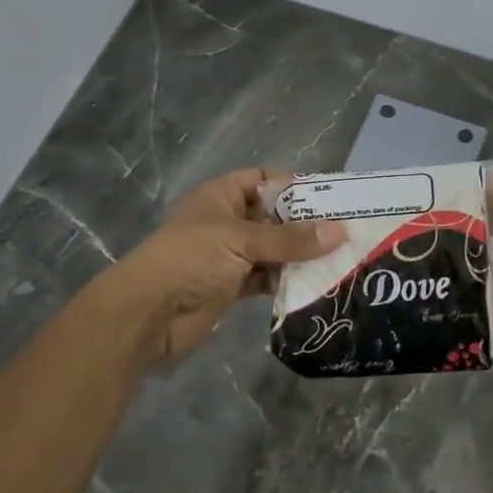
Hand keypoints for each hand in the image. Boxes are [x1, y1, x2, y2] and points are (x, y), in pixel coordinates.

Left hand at [90, 166, 345, 371]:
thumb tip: (340, 232)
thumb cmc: (192, 259)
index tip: (326, 198)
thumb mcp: (242, 240)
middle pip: (271, 216)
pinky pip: (265, 278)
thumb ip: (290, 239)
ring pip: (271, 250)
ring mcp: (228, 255)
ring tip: (339, 259)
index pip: (260, 178)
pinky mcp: (230, 287)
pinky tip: (315, 284)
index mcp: (221, 196)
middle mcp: (226, 221)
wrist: (148, 313)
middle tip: (344, 231)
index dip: (290, 184)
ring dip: (298, 255)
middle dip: (303, 224)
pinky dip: (285, 281)